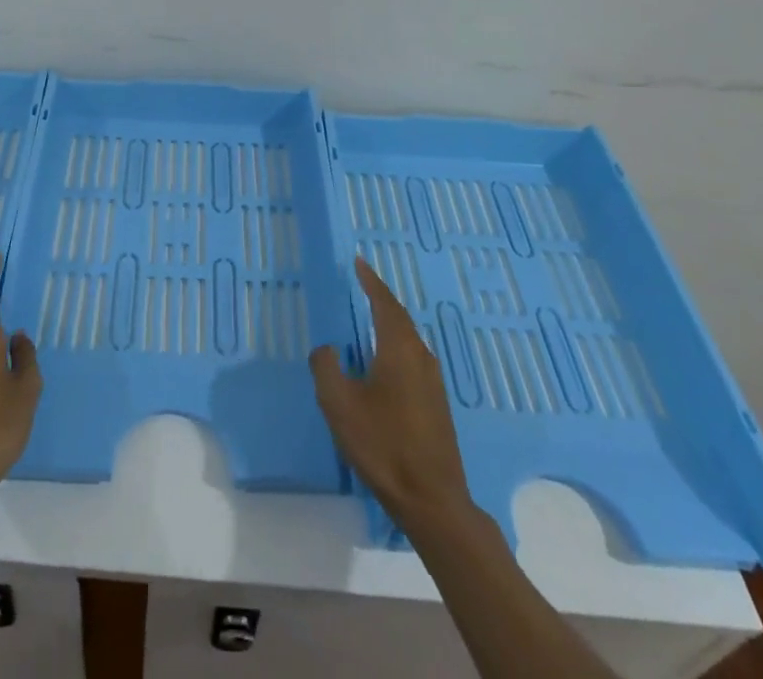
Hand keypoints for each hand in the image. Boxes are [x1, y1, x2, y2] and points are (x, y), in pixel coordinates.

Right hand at [310, 256, 473, 529]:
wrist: (432, 500)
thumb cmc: (383, 445)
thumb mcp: (340, 405)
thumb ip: (326, 368)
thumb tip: (327, 349)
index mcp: (399, 349)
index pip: (384, 303)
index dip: (371, 282)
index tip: (359, 262)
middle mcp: (420, 356)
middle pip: (399, 317)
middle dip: (381, 298)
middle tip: (363, 283)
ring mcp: (432, 381)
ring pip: (408, 338)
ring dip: (389, 321)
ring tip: (371, 314)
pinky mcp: (436, 402)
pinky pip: (412, 356)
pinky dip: (395, 343)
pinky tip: (385, 358)